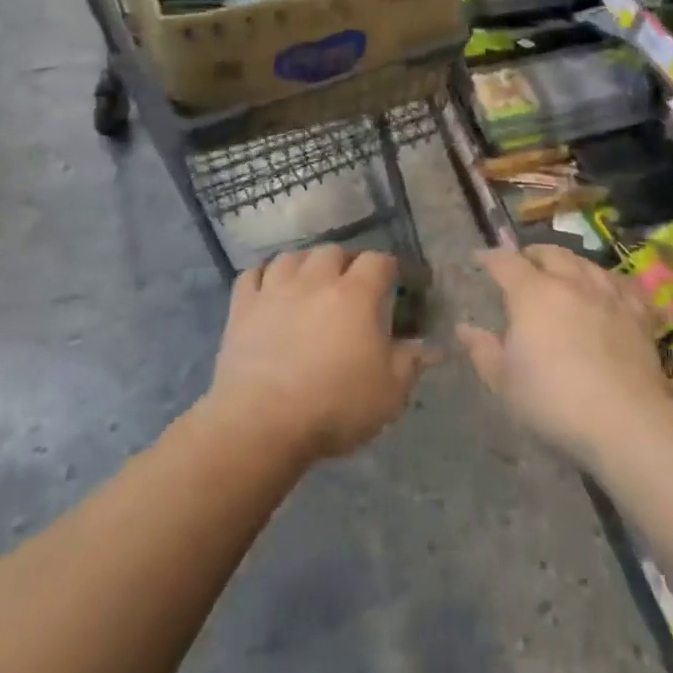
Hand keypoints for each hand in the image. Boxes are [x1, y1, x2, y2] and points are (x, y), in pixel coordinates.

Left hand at [206, 245, 436, 462]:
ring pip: (291, 257)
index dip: (389, 267)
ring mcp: (274, 290)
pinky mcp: (242, 308)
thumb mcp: (389, 393)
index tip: (395, 280)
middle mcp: (315, 281)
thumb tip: (430, 347)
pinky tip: (269, 287)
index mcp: (355, 295)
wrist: (261, 422)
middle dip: (345, 262)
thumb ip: (410, 364)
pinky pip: (251, 275)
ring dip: (305, 264)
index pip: (378, 261)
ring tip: (309, 280)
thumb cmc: (334, 406)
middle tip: (351, 283)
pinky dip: (263, 276)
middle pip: (333, 251)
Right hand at [457, 244, 672, 469]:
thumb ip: (483, 351)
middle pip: (550, 253)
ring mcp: (608, 294)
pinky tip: (608, 291)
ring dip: (570, 264)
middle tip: (524, 265)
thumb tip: (465, 328)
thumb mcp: (505, 383)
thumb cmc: (554, 402)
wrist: (626, 421)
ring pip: (586, 263)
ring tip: (564, 274)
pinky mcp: (638, 313)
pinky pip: (622, 284)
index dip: (491, 258)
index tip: (481, 259)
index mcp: (532, 293)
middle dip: (532, 254)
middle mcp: (571, 282)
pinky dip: (608, 282)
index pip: (506, 262)